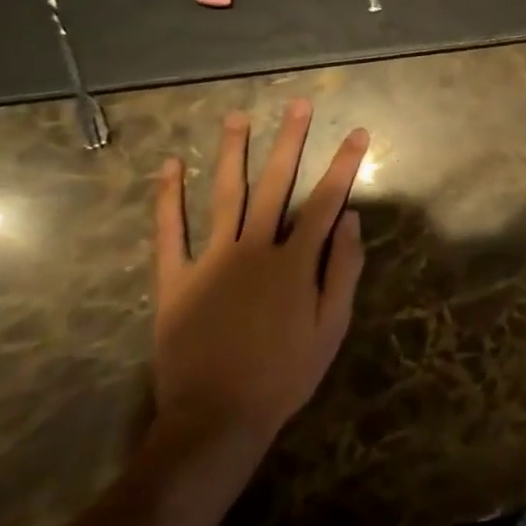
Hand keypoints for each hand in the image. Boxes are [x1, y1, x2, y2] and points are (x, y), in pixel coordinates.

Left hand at [151, 100, 366, 451]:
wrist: (215, 420)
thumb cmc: (282, 376)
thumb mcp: (330, 329)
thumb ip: (344, 270)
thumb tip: (352, 219)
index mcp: (294, 261)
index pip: (325, 200)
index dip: (344, 164)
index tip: (357, 132)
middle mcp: (254, 248)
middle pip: (276, 183)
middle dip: (290, 141)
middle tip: (298, 104)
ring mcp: (211, 260)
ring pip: (225, 194)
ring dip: (232, 152)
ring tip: (236, 116)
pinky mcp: (174, 280)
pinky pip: (169, 233)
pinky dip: (168, 198)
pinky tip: (169, 166)